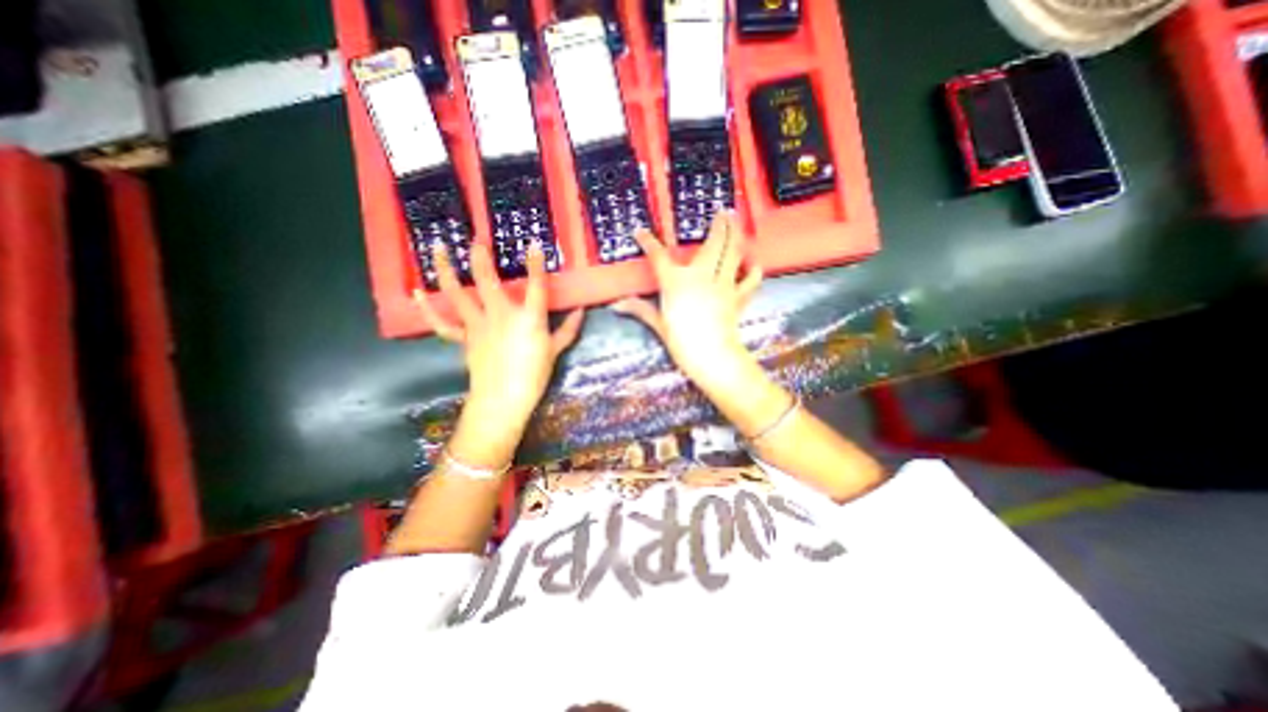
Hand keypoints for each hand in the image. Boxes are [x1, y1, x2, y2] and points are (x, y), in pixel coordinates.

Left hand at [417, 242, 583, 434]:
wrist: (503, 401)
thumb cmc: (534, 376)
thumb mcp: (556, 351)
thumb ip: (568, 329)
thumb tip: (581, 311)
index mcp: (529, 319)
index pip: (535, 285)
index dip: (535, 263)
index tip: (532, 243)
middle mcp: (501, 315)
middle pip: (488, 280)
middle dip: (481, 256)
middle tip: (476, 238)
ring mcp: (478, 325)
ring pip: (458, 294)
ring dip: (446, 269)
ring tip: (439, 247)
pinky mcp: (464, 338)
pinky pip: (442, 322)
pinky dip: (428, 308)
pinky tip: (417, 291)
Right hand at [614, 213, 760, 391]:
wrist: (712, 356)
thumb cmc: (681, 341)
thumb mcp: (658, 324)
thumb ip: (640, 309)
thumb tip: (616, 305)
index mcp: (676, 281)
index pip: (658, 256)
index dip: (647, 242)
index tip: (640, 232)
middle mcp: (701, 275)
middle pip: (713, 243)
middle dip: (719, 225)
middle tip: (723, 211)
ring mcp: (723, 284)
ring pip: (733, 253)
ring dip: (736, 235)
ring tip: (737, 221)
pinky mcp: (738, 297)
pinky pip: (749, 279)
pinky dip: (753, 270)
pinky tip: (753, 264)